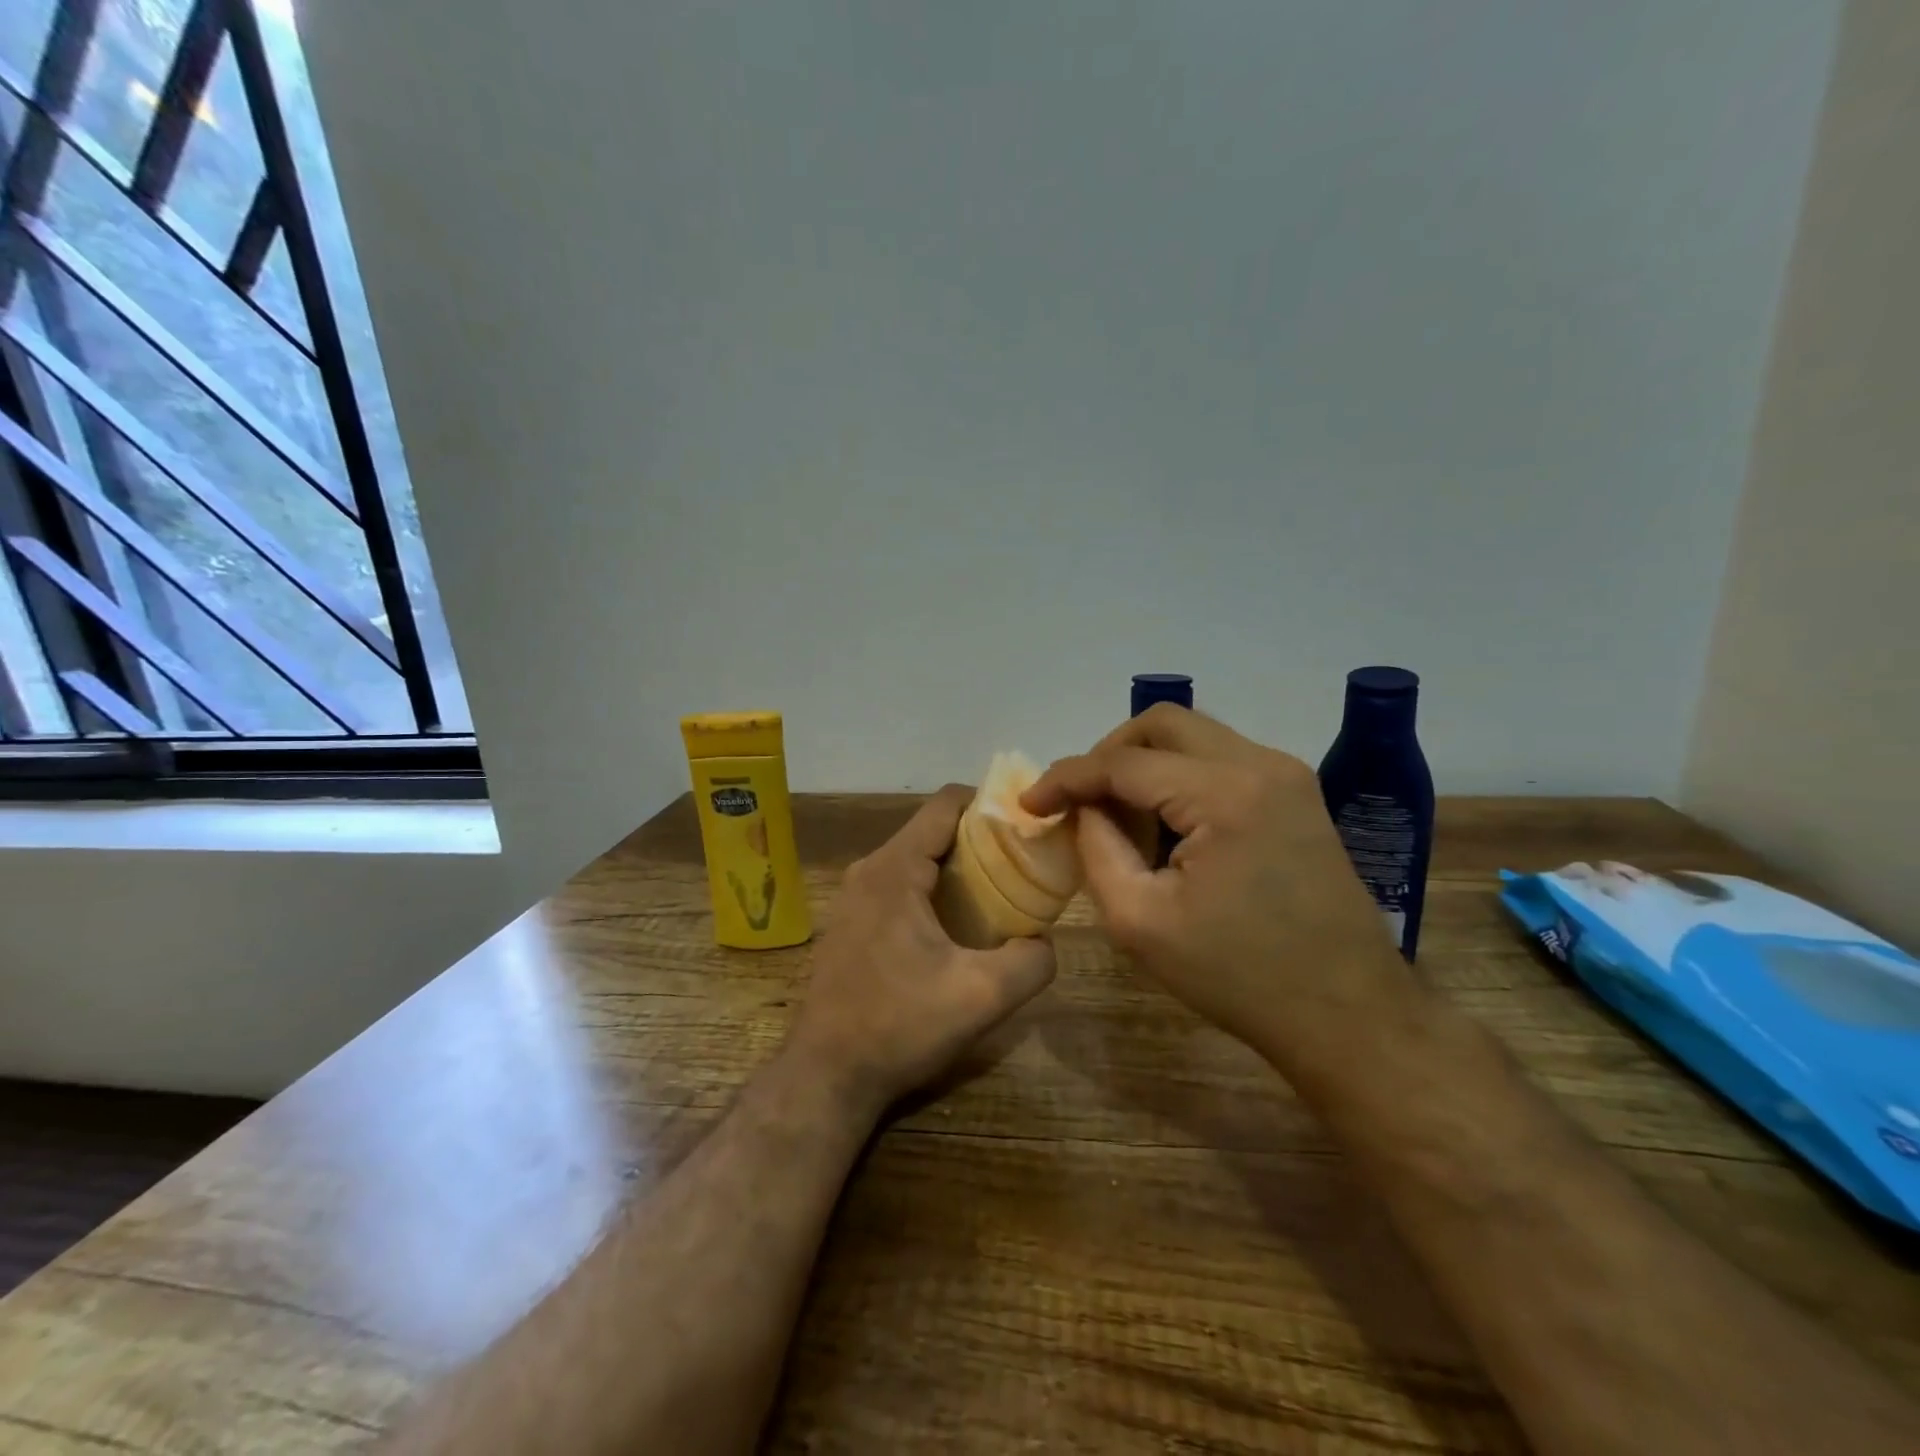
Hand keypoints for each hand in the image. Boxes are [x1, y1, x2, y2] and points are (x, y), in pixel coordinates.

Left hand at [787, 785, 1056, 1114]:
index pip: (947, 802)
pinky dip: (935, 889)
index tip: (1027, 826)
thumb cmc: (899, 1027)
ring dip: (959, 868)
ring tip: (1000, 895)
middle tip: (1024, 865)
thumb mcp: (982, 998)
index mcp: (894, 868)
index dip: (992, 803)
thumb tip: (1044, 940)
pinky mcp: (852, 920)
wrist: (828, 1075)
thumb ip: (1031, 961)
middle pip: (935, 829)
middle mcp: (870, 869)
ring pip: (918, 857)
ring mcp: (855, 895)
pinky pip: (902, 883)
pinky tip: (959, 926)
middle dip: (982, 839)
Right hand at [1022, 705, 1416, 1083]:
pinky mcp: (1296, 794)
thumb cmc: (1238, 976)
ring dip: (1144, 763)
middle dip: (1107, 754)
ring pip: (1193, 736)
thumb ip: (1097, 849)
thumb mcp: (1140, 921)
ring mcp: (1286, 775)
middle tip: (1079, 799)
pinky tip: (1165, 823)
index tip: (1031, 803)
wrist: (1347, 1013)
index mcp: (1224, 794)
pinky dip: (1178, 776)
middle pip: (1162, 723)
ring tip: (1118, 815)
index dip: (1067, 777)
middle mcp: (1260, 764)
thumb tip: (1082, 808)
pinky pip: (1220, 759)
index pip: (1124, 763)